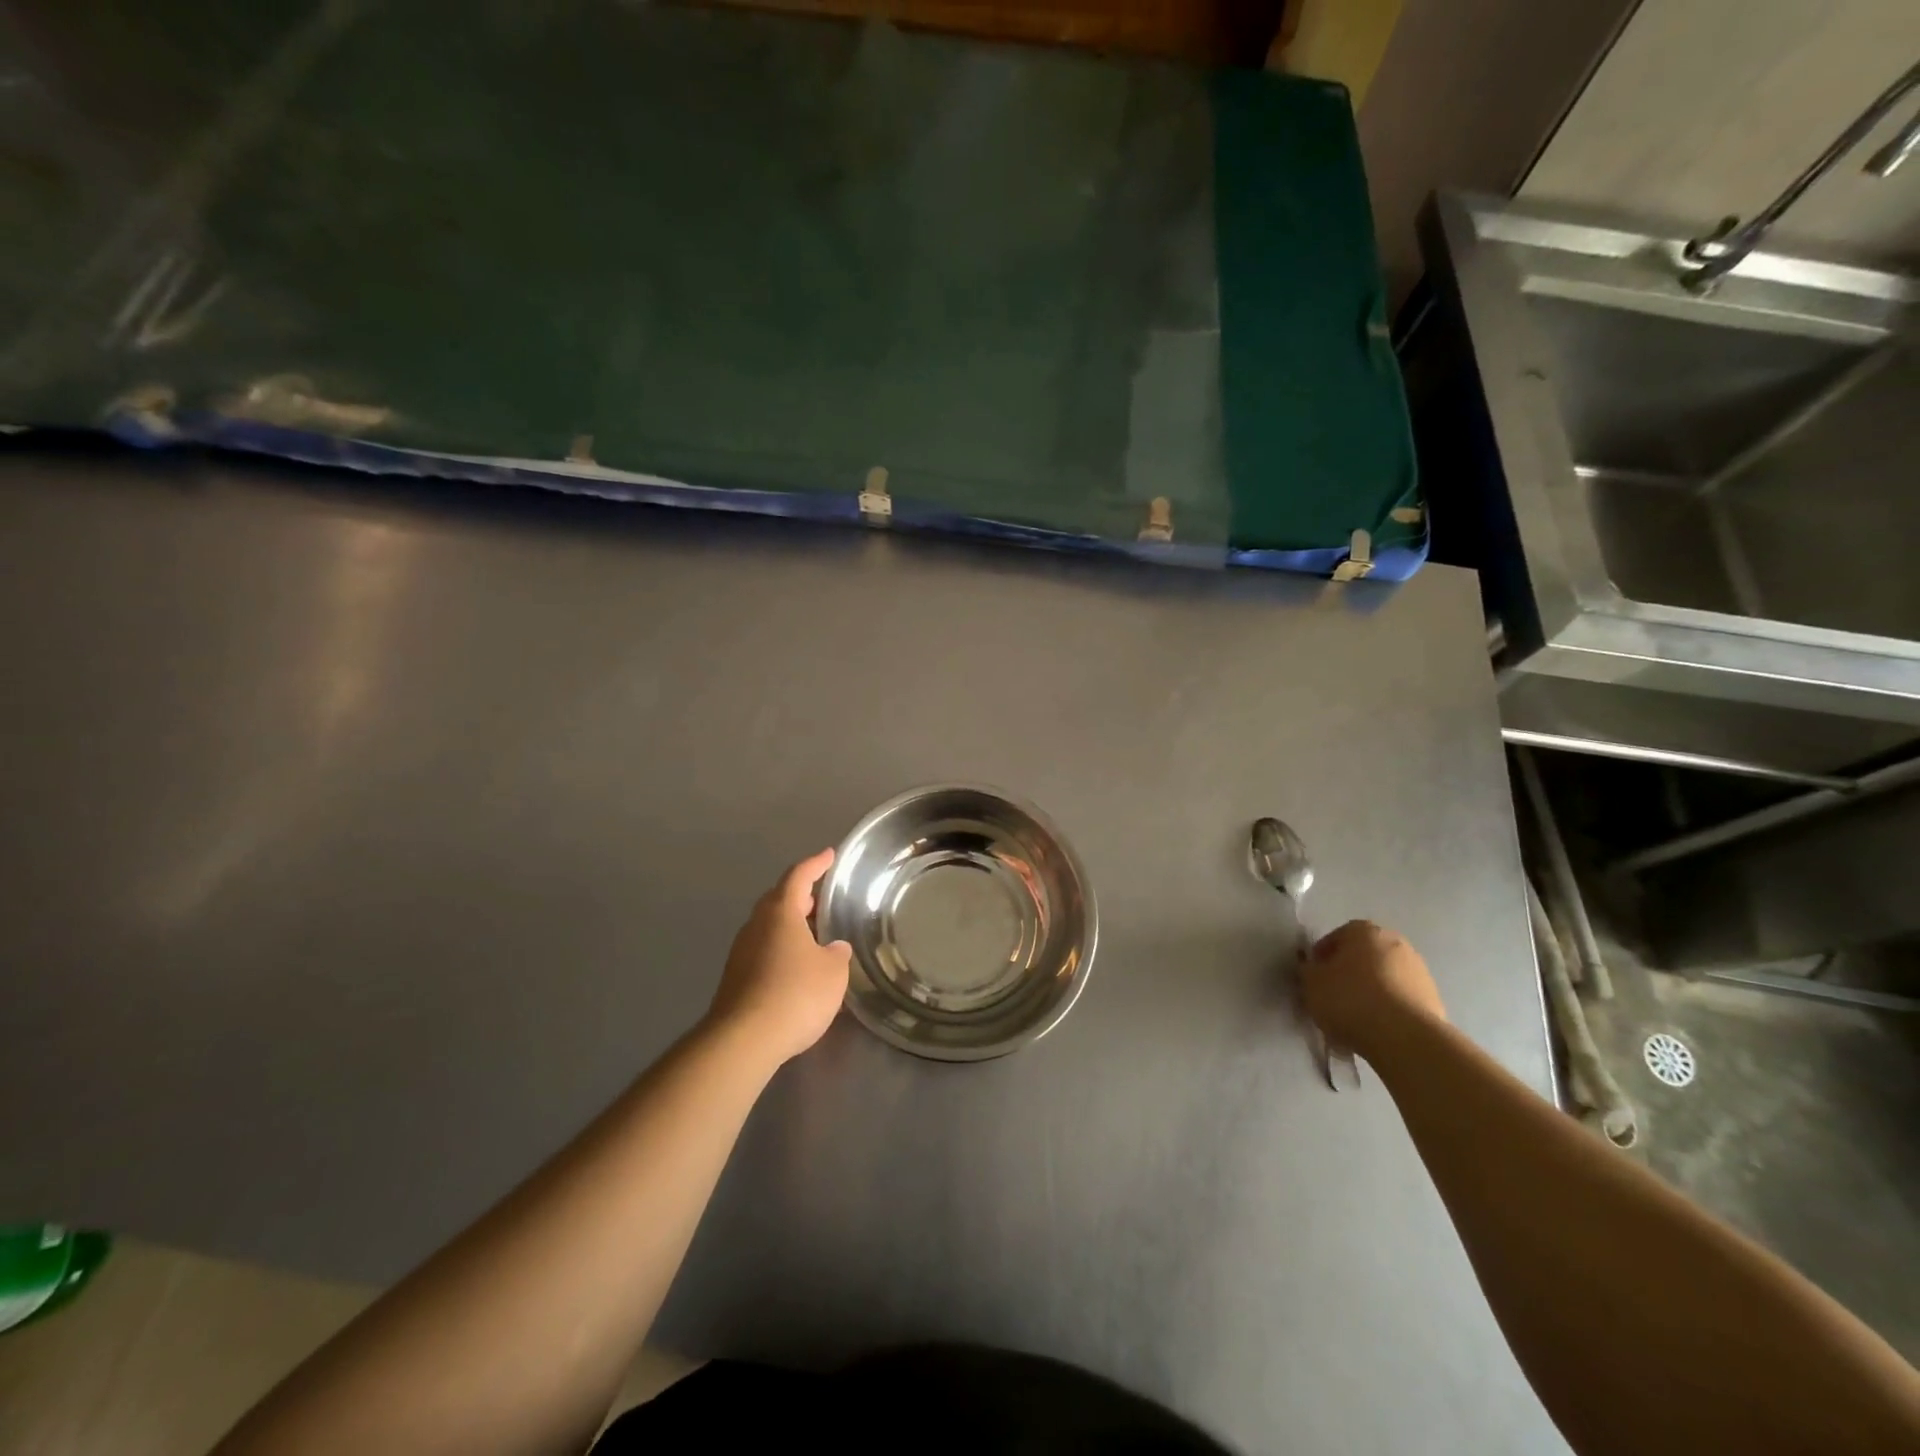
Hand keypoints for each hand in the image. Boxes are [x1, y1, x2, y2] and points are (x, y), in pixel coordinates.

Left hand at [705, 847, 852, 1069]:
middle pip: (779, 900)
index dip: (816, 864)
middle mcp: (756, 925)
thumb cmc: (795, 994)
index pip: (799, 876)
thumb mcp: (832, 973)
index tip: (829, 855)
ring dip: (790, 926)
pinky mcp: (735, 978)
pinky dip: (781, 950)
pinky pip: (763, 951)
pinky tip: (797, 967)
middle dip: (801, 896)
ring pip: (769, 927)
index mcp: (780, 912)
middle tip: (823, 899)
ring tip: (815, 935)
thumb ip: (837, 954)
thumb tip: (833, 948)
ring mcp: (741, 952)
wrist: (743, 1040)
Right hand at [1301, 920, 1446, 1059]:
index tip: (1314, 978)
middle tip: (1334, 994)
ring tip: (1356, 1016)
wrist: (1405, 1037)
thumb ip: (1308, 970)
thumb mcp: (1311, 983)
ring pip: (1384, 977)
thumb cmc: (1350, 999)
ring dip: (1371, 990)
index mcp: (1364, 931)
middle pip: (1364, 955)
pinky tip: (1377, 1028)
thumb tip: (1312, 967)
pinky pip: (1401, 998)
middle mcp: (1395, 942)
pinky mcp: (1434, 998)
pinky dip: (1389, 1008)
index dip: (1322, 957)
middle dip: (1349, 971)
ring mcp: (1419, 970)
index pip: (1336, 937)